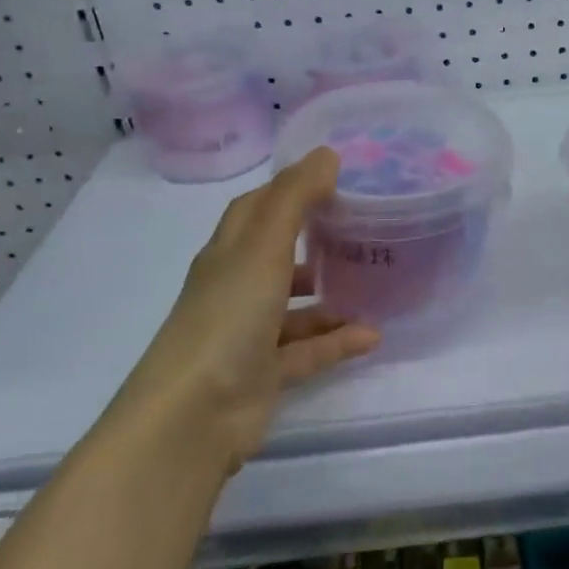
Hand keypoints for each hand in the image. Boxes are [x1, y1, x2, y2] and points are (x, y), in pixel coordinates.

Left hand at [119, 150, 378, 474]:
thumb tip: (327, 153)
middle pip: (277, 254)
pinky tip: (373, 335)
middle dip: (314, 239)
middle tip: (363, 227)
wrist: (193, 416)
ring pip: (295, 306)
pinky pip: (308, 351)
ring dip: (330, 296)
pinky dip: (337, 341)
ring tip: (375, 283)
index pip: (256, 208)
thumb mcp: (262, 246)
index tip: (332, 177)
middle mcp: (236, 288)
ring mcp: (249, 333)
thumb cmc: (227, 316)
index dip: (289, 189)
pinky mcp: (264, 374)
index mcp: (229, 253)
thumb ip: (295, 198)